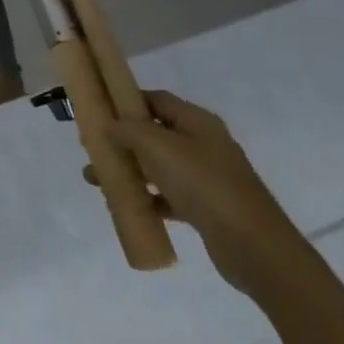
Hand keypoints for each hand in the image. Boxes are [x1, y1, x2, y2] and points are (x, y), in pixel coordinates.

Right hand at [103, 91, 310, 295]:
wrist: (252, 244)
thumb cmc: (202, 183)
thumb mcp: (157, 146)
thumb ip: (127, 129)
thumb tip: (108, 124)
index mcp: (197, 122)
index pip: (156, 99)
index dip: (125, 100)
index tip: (96, 110)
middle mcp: (203, 144)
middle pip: (153, 133)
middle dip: (121, 139)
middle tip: (92, 148)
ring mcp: (206, 177)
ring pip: (157, 166)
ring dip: (127, 170)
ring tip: (96, 180)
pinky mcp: (205, 206)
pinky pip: (166, 195)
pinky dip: (145, 197)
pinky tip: (124, 204)